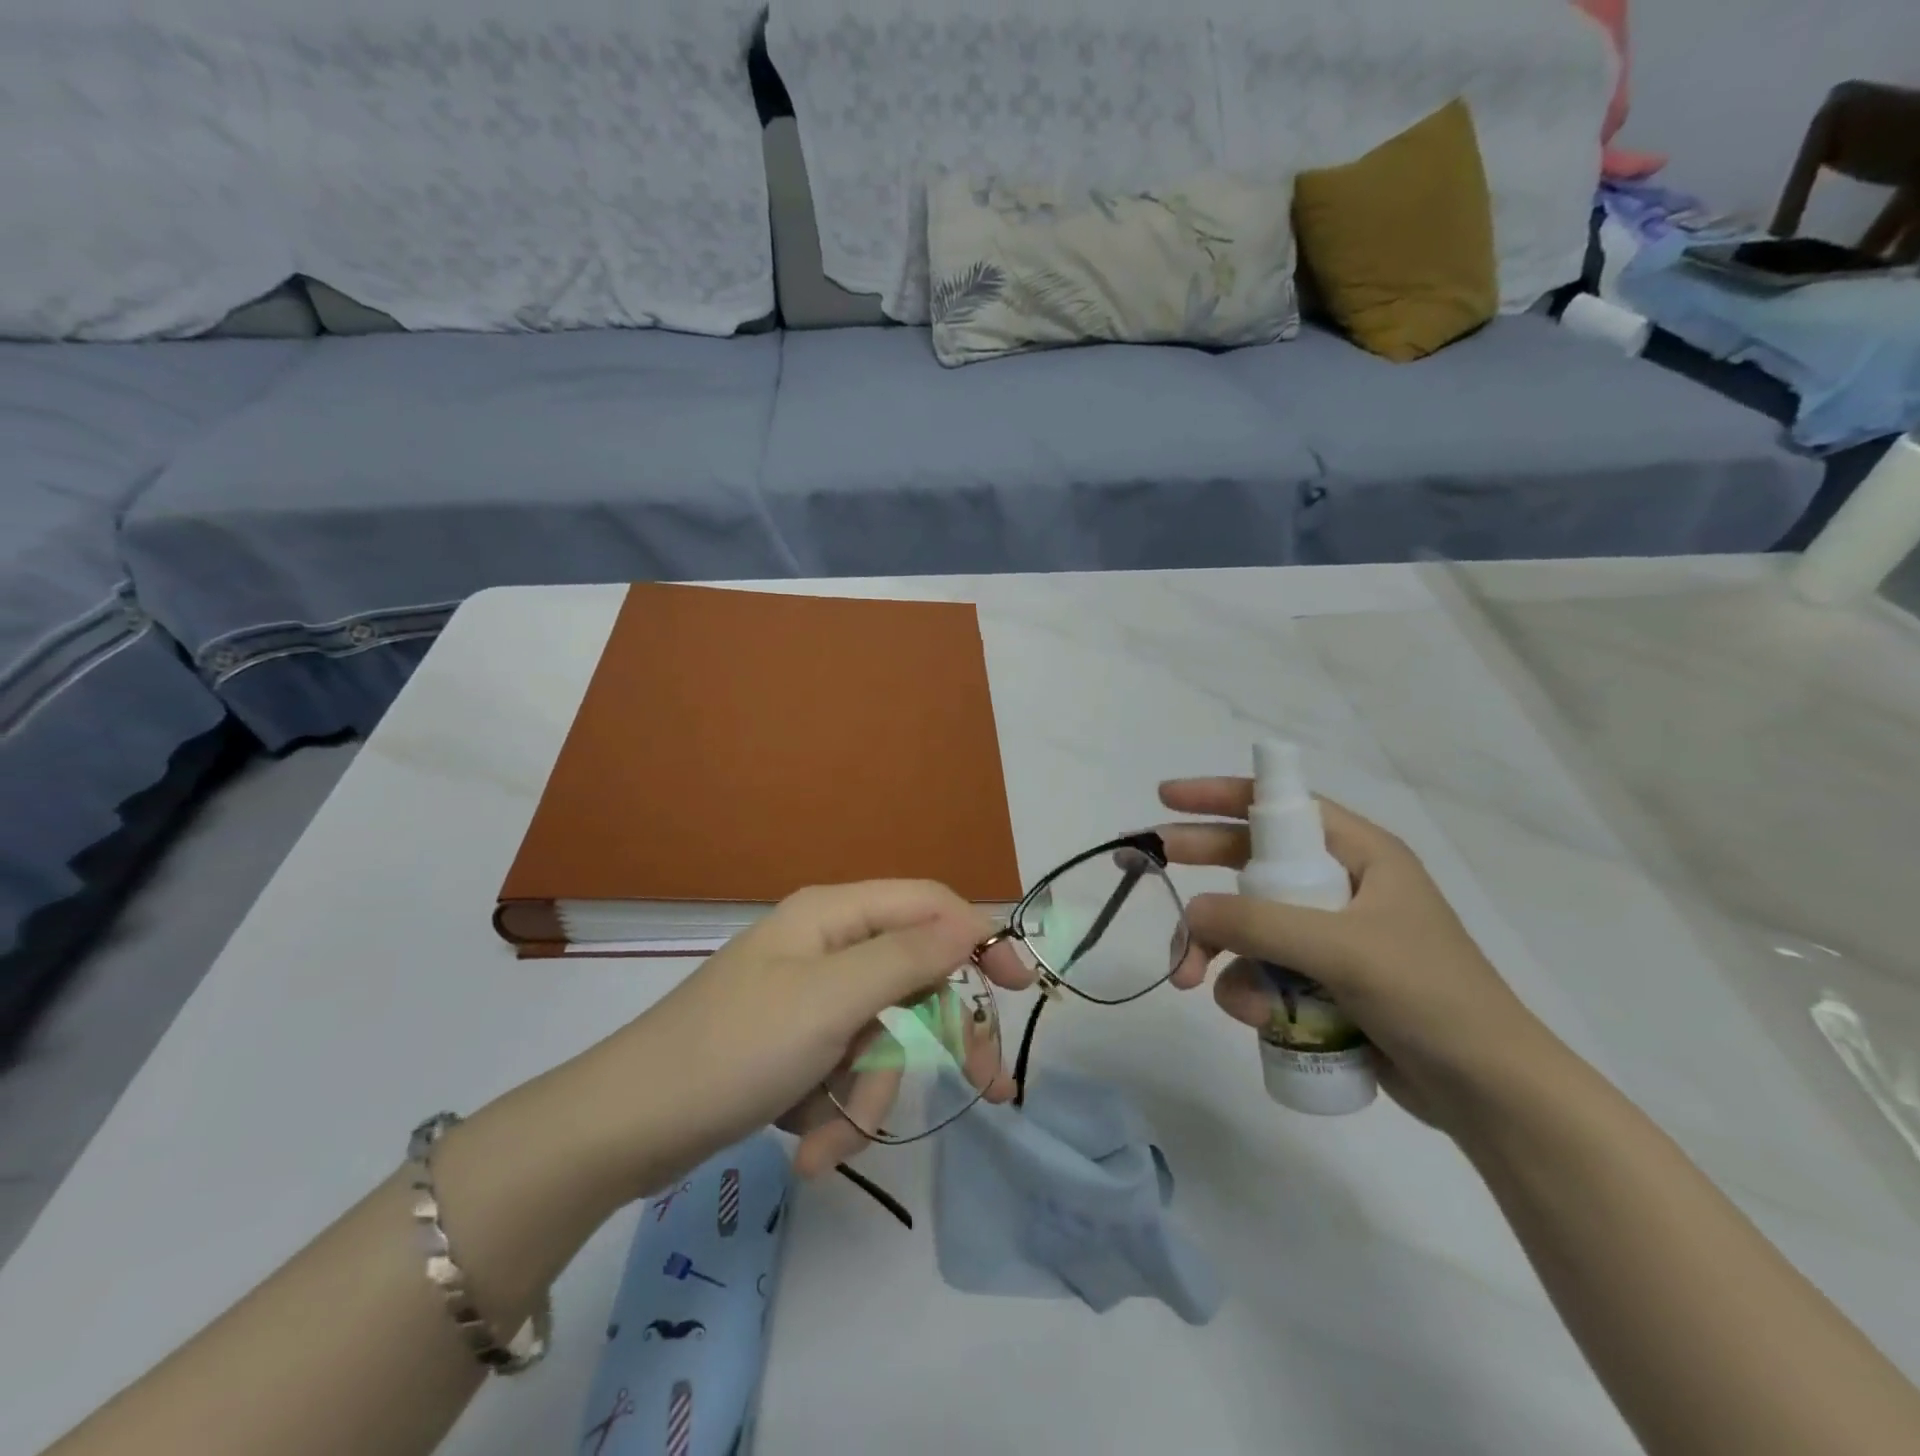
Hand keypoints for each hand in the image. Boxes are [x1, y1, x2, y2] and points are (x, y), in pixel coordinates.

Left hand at [616, 880, 1033, 1183]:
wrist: (626, 1129)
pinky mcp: (796, 1049)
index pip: (931, 906)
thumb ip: (909, 957)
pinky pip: (845, 1073)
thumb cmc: (734, 1049)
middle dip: (936, 1044)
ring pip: (883, 1040)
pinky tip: (804, 1146)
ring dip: (869, 1095)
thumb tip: (971, 923)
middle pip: (916, 982)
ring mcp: (811, 1002)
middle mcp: (828, 948)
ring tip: (828, 1140)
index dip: (981, 938)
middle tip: (987, 1093)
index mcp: (835, 915)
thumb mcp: (833, 999)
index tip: (1022, 987)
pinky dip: (835, 1112)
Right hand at [1158, 778, 1561, 1130]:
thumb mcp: (1343, 949)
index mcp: (1361, 856)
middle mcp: (1342, 888)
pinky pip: (1262, 973)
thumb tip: (1191, 914)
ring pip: (1247, 928)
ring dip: (1217, 954)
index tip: (1167, 797)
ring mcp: (1329, 939)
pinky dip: (1249, 993)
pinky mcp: (1322, 984)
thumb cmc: (1430, 998)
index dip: (1221, 796)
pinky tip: (1260, 1022)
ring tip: (1194, 982)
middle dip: (1202, 875)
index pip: (1281, 808)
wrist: (1489, 1096)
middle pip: (1251, 864)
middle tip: (1150, 869)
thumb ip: (1260, 924)